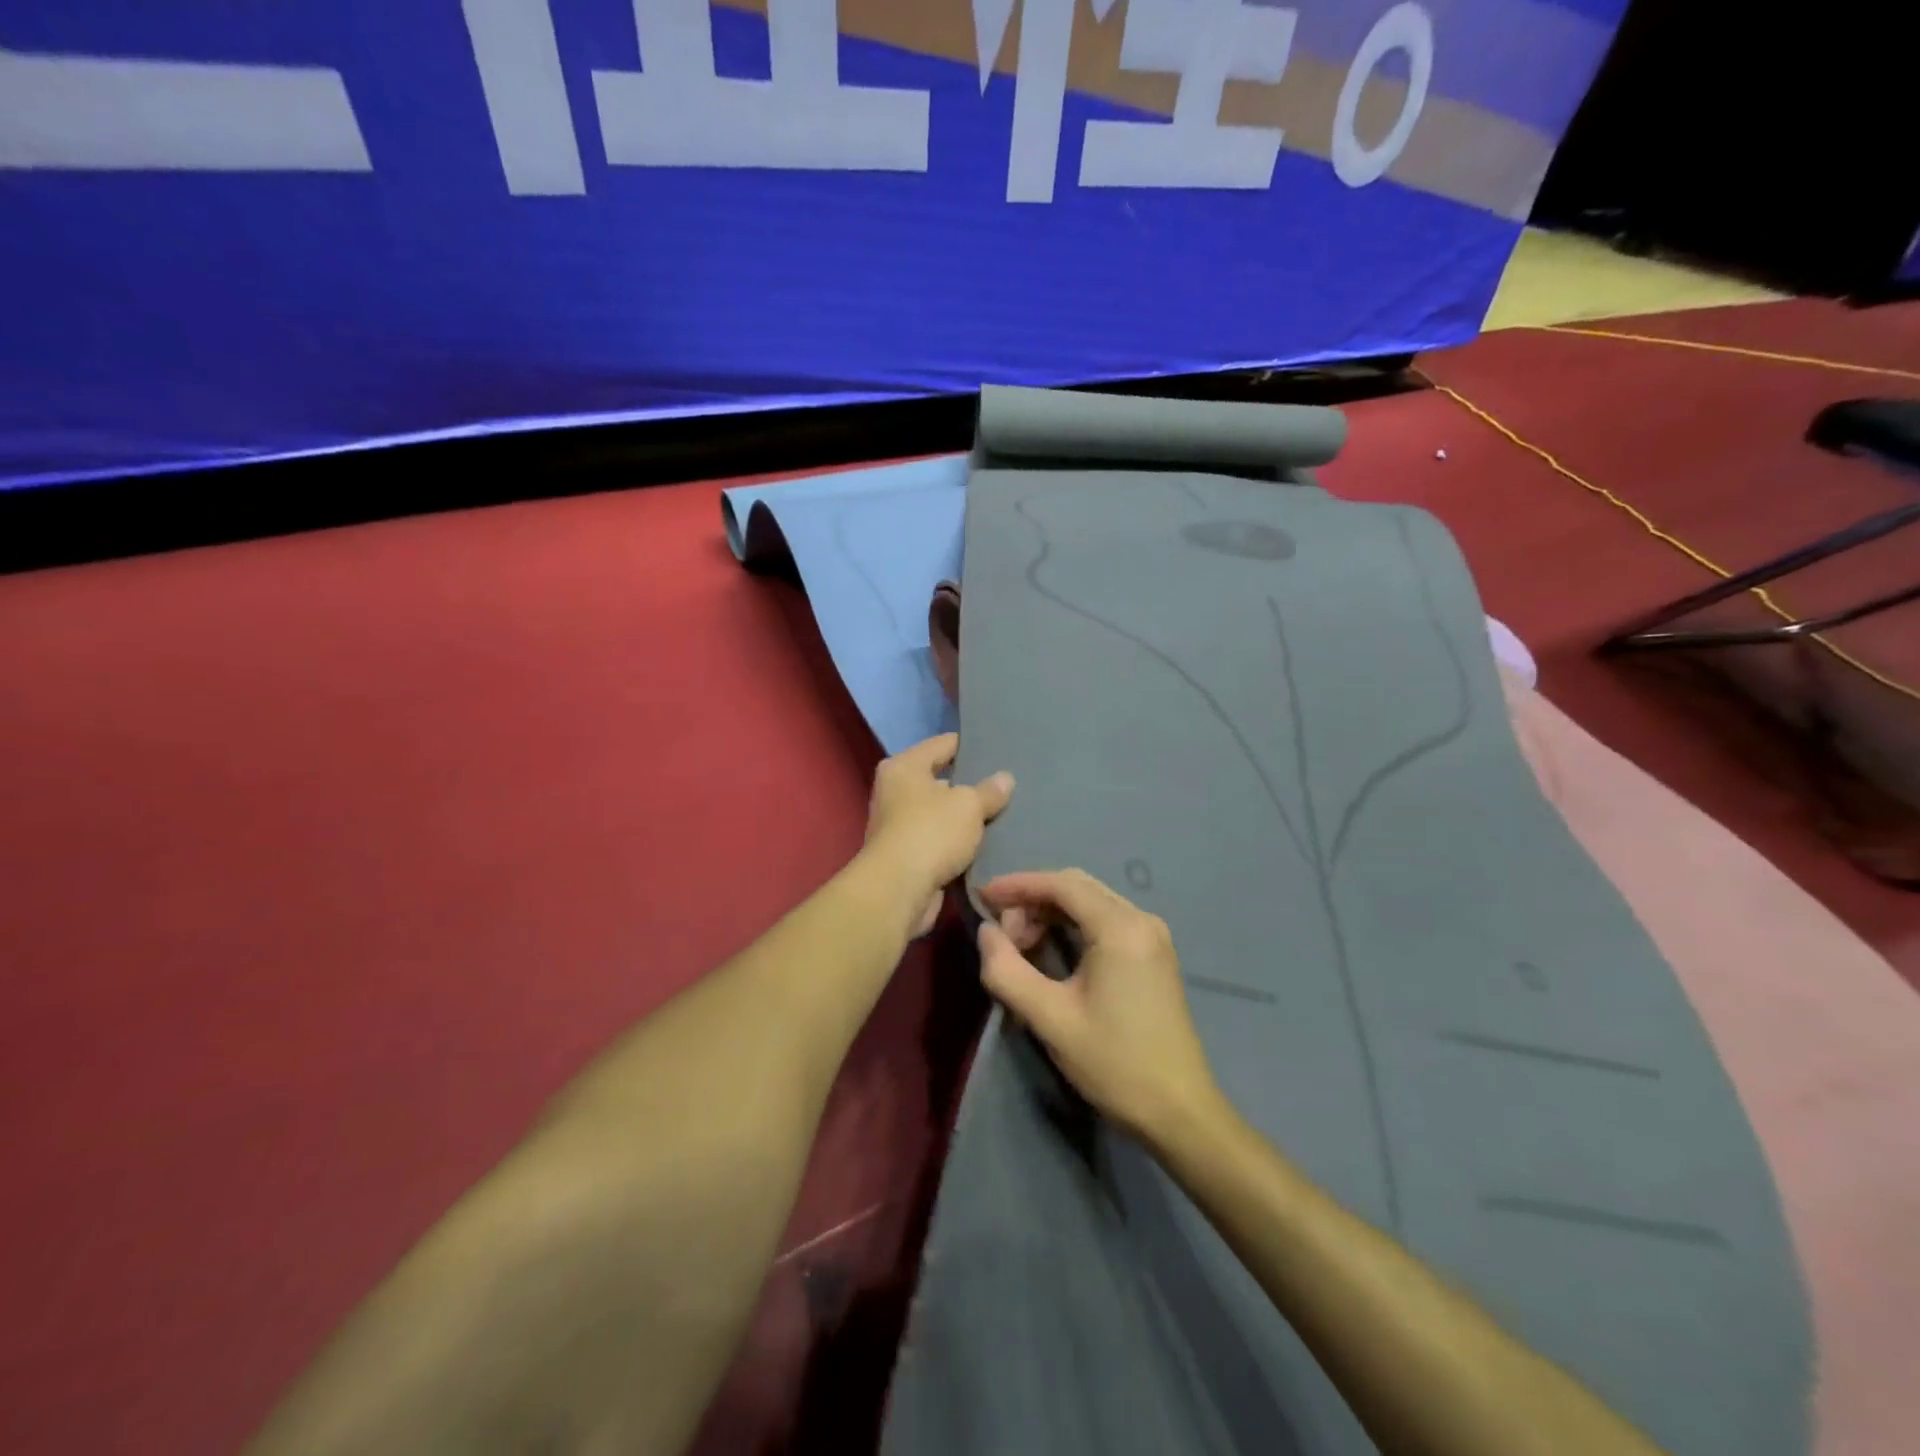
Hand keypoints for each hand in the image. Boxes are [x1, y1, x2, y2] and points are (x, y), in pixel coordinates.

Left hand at [862, 734, 1013, 937]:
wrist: (899, 890)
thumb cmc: (931, 832)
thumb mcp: (969, 805)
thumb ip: (989, 791)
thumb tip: (1005, 778)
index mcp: (904, 767)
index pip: (942, 744)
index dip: (970, 745)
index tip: (998, 749)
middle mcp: (895, 791)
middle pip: (940, 779)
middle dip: (969, 784)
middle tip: (1005, 785)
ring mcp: (898, 825)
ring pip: (940, 813)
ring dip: (964, 818)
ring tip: (1002, 814)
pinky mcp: (905, 855)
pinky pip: (939, 841)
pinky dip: (957, 843)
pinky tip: (986, 844)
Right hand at [976, 869, 1221, 1144]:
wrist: (1179, 1111)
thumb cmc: (1114, 1063)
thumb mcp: (1050, 1019)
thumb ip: (1007, 971)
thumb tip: (986, 932)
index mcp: (1120, 928)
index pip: (1061, 884)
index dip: (1017, 885)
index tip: (982, 898)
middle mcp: (1141, 919)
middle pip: (1076, 887)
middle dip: (1032, 900)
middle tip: (1002, 935)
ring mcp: (1152, 935)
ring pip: (1091, 902)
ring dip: (1051, 913)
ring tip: (1021, 947)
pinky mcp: (1154, 954)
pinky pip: (1105, 920)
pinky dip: (1072, 926)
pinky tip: (1051, 951)